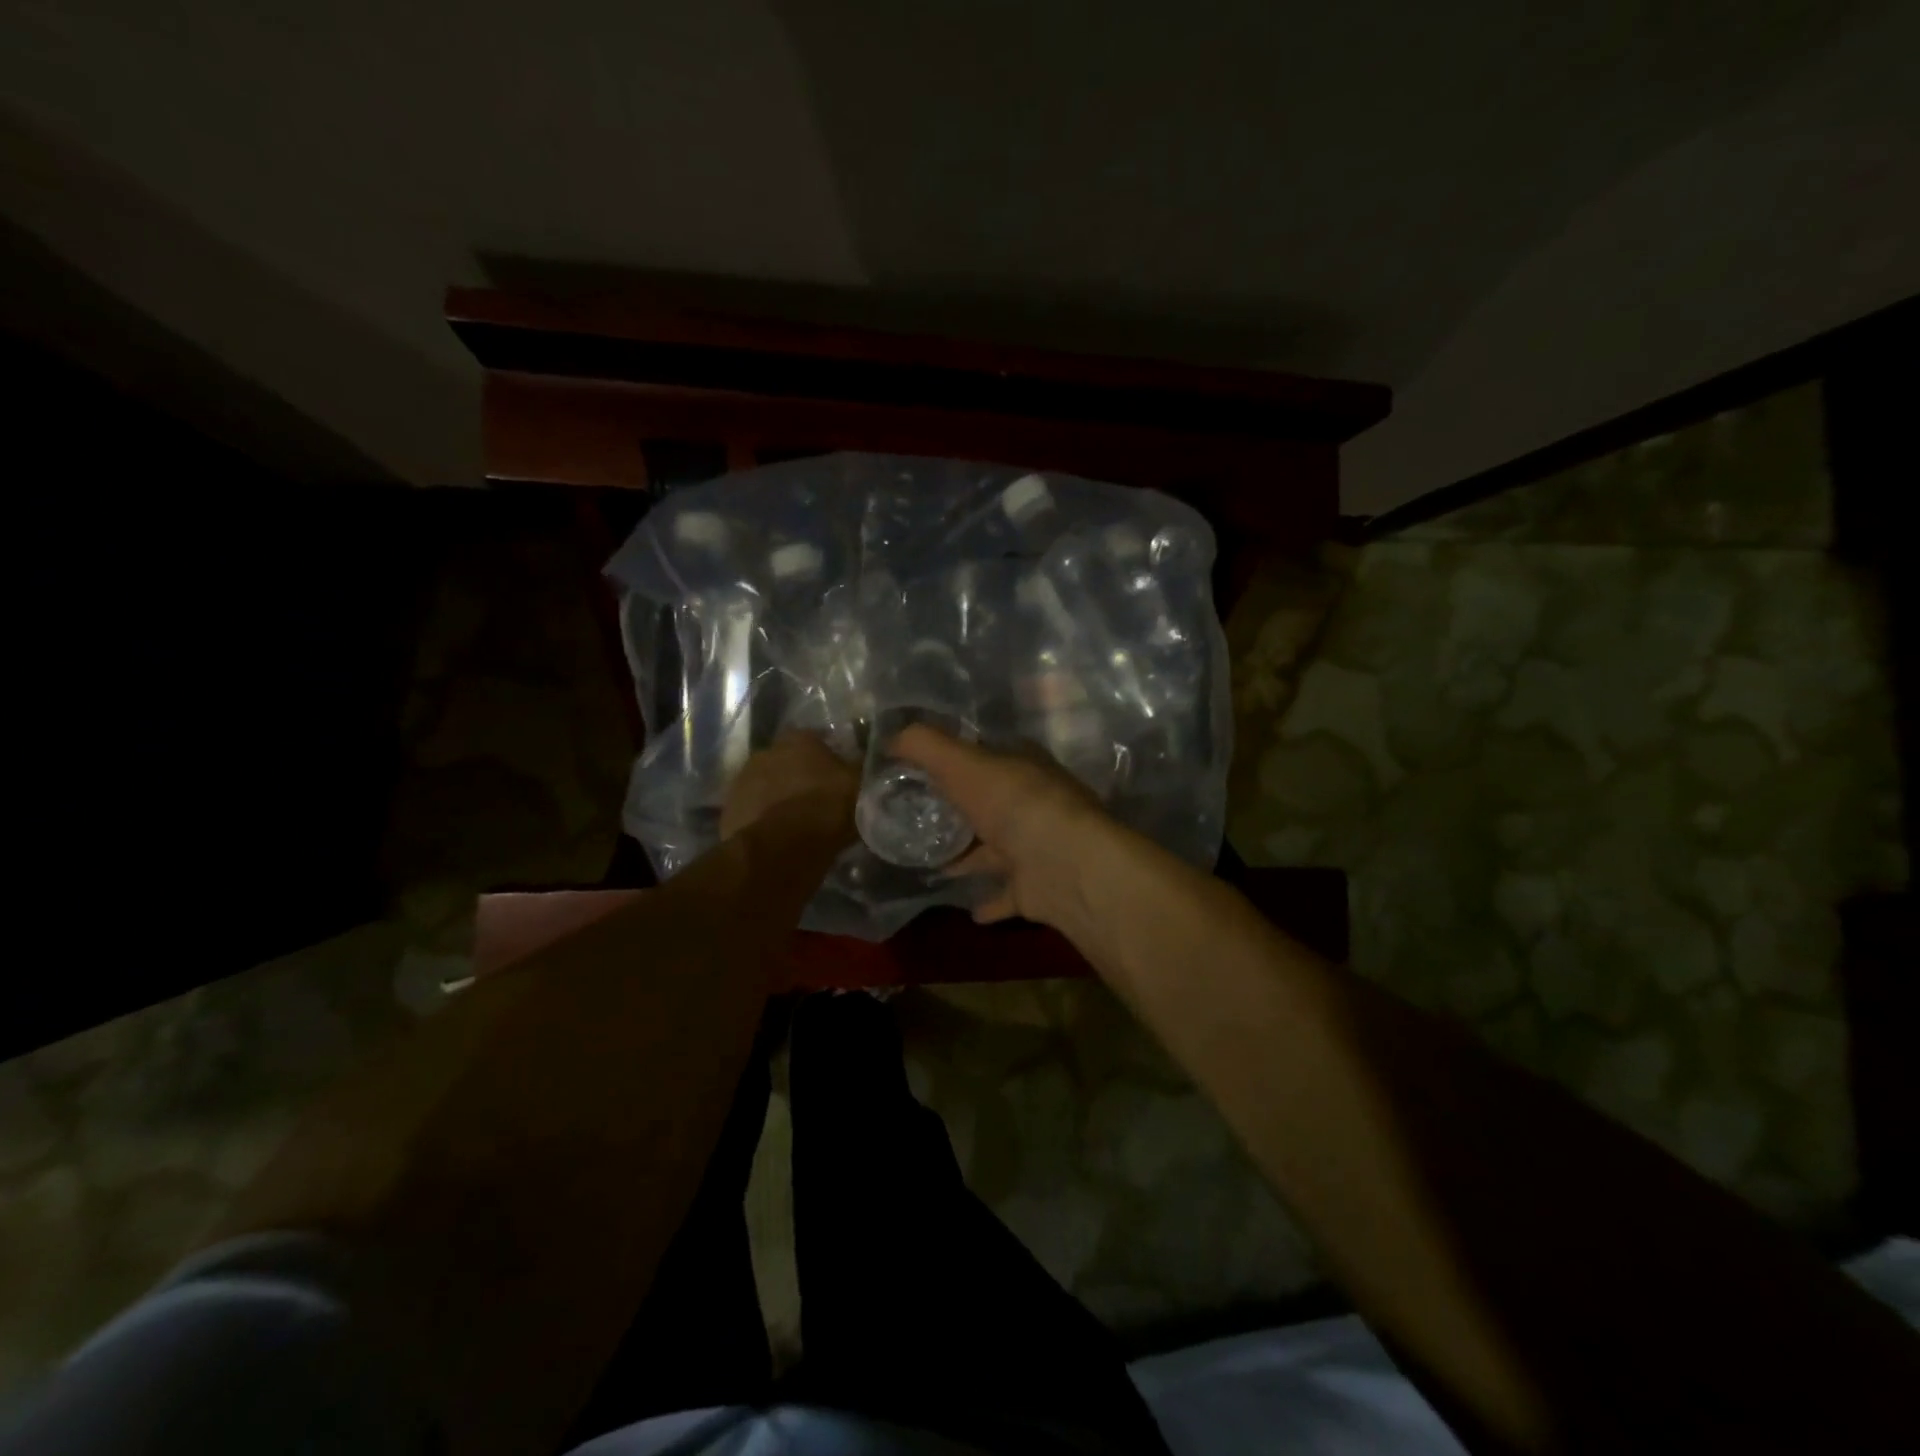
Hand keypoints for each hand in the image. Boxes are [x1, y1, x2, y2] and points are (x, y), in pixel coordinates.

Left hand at [720, 732, 858, 841]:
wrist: (783, 848)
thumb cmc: (827, 808)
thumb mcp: (859, 786)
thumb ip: (859, 768)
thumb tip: (867, 761)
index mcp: (798, 739)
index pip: (815, 740)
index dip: (826, 759)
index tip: (836, 777)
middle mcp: (766, 751)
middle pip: (786, 762)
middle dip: (798, 777)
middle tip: (816, 800)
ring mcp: (741, 781)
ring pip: (766, 787)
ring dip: (778, 798)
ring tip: (796, 823)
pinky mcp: (728, 811)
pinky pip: (752, 812)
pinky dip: (763, 820)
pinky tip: (777, 838)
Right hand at [890, 725, 1109, 925]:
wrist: (1065, 864)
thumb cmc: (1013, 804)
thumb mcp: (961, 763)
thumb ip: (924, 746)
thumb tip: (891, 738)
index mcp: (1022, 767)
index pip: (987, 756)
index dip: (957, 760)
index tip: (922, 773)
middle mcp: (1034, 804)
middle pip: (992, 804)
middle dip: (963, 811)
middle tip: (920, 821)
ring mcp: (1039, 847)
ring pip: (999, 850)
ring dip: (972, 858)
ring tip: (935, 866)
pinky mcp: (1038, 887)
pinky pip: (1008, 895)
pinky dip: (991, 902)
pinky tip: (969, 910)